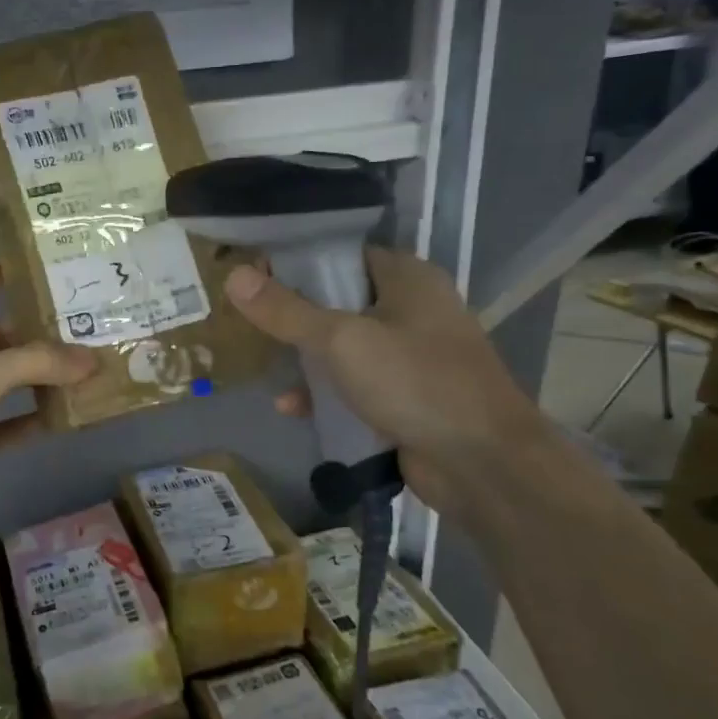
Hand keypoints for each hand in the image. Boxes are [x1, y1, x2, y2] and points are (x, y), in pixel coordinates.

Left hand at [0, 263, 97, 531]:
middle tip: (79, 324)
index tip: (22, 268)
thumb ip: (37, 363)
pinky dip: (32, 420)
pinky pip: (7, 426)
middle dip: (31, 332)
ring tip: (84, 368)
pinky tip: (65, 417)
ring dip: (38, 377)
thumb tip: (93, 358)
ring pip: (5, 383)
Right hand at [224, 248, 548, 516]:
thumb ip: (286, 311)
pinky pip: (355, 385)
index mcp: (407, 278)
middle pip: (339, 301)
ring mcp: (411, 356)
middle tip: (252, 323)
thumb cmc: (415, 382)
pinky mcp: (406, 397)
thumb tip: (233, 276)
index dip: (298, 262)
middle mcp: (412, 309)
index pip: (343, 254)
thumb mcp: (341, 341)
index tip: (254, 278)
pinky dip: (326, 394)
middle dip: (295, 316)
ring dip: (307, 359)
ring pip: (344, 346)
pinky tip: (292, 408)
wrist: (484, 464)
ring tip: (267, 366)